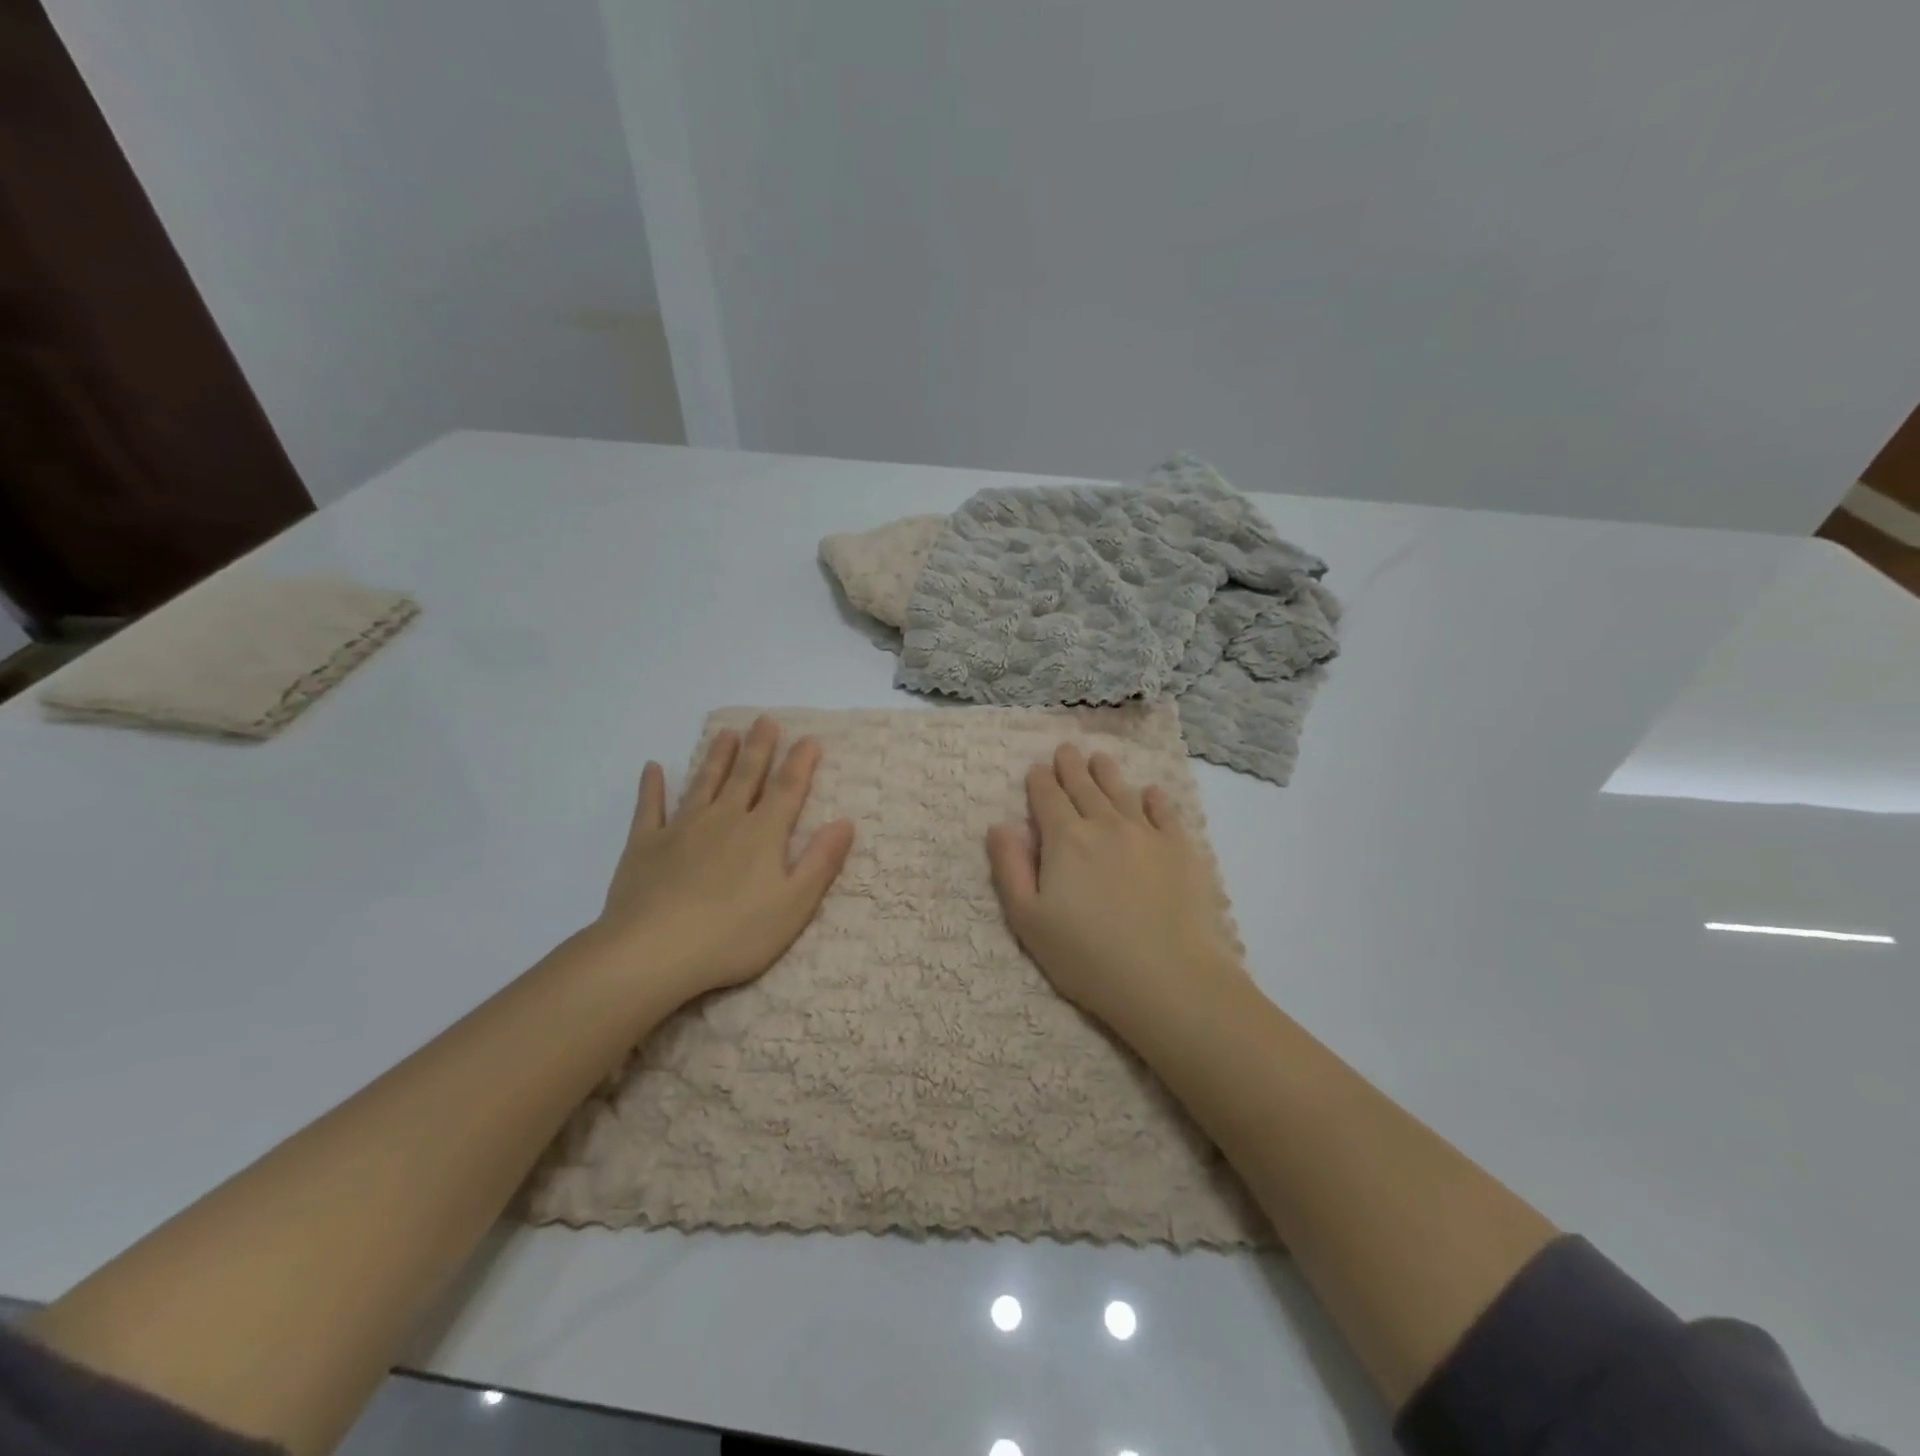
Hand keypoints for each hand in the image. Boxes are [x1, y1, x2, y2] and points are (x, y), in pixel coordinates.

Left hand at [591, 716, 854, 1003]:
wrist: (653, 952)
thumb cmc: (734, 935)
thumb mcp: (793, 905)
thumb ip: (820, 861)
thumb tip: (845, 822)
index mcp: (762, 834)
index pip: (787, 789)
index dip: (800, 763)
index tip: (809, 739)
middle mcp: (724, 819)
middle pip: (746, 776)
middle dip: (759, 747)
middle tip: (765, 720)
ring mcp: (681, 829)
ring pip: (704, 783)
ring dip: (717, 757)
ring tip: (726, 733)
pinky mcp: (645, 845)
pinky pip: (649, 807)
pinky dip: (651, 787)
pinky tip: (653, 768)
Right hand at [986, 744, 1249, 1036]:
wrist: (1168, 978)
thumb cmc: (1087, 956)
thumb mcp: (1028, 920)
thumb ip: (1010, 868)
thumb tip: (999, 826)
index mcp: (1065, 840)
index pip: (1048, 799)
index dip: (1040, 781)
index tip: (1037, 769)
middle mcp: (1105, 825)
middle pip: (1084, 787)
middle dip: (1070, 767)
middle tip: (1066, 749)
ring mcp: (1147, 834)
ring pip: (1122, 792)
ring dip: (1107, 773)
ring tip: (1099, 758)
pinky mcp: (1180, 850)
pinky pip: (1165, 813)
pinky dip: (1155, 798)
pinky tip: (1151, 792)